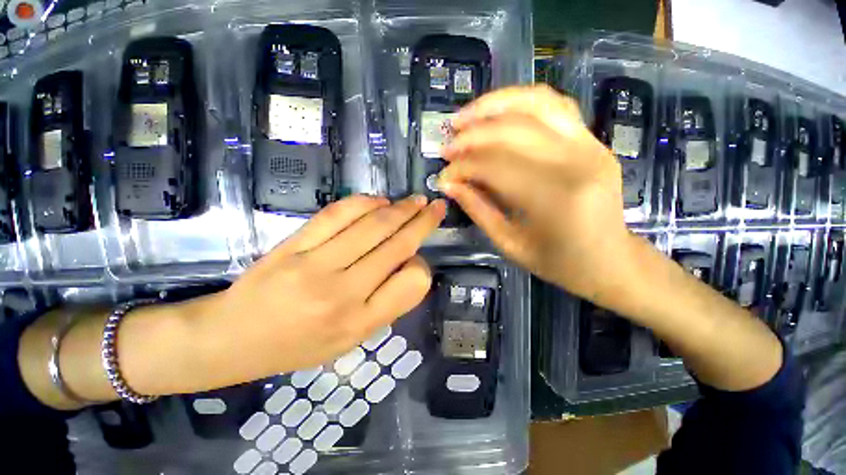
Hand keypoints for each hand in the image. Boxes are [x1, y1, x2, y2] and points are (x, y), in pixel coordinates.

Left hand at [190, 195, 445, 388]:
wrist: (232, 338)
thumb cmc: (297, 346)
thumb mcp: (350, 341)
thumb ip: (384, 304)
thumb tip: (408, 265)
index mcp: (360, 322)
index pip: (412, 284)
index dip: (422, 266)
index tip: (420, 258)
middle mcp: (344, 292)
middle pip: (396, 246)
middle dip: (422, 222)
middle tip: (436, 207)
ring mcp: (317, 265)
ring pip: (372, 226)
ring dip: (400, 208)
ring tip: (415, 200)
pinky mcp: (295, 245)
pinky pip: (338, 214)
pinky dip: (364, 203)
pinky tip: (379, 200)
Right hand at [438, 85, 633, 303]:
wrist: (611, 260)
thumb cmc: (559, 263)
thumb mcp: (510, 245)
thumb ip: (477, 210)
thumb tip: (448, 185)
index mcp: (555, 199)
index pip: (495, 167)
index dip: (462, 168)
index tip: (443, 177)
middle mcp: (576, 162)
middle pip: (512, 131)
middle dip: (471, 135)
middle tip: (447, 146)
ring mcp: (590, 144)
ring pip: (536, 103)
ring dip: (494, 105)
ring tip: (465, 117)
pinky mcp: (593, 139)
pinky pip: (555, 105)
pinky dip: (522, 102)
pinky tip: (499, 112)